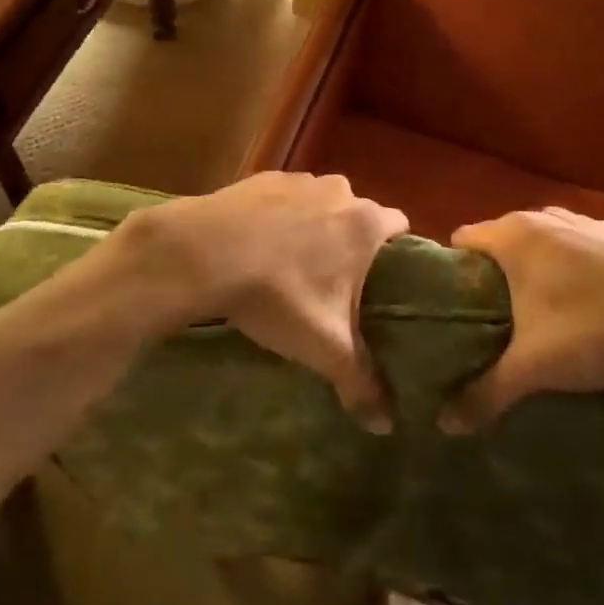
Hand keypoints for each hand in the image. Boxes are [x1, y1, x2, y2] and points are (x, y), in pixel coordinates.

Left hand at [111, 172, 408, 427]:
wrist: (204, 253)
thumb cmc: (279, 295)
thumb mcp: (325, 347)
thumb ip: (361, 383)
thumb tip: (386, 425)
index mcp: (365, 223)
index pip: (399, 227)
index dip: (397, 253)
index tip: (385, 281)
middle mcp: (338, 191)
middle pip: (357, 215)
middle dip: (351, 244)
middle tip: (336, 284)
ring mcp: (297, 180)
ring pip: (319, 204)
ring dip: (313, 228)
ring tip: (293, 266)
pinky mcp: (261, 178)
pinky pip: (282, 199)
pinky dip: (278, 218)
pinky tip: (258, 247)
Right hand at [441, 207, 603, 430]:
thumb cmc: (596, 330)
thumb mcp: (536, 368)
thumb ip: (486, 392)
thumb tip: (444, 425)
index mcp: (514, 236)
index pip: (462, 239)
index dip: (455, 270)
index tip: (459, 305)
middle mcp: (544, 217)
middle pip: (501, 239)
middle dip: (495, 274)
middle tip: (495, 319)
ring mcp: (586, 221)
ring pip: (543, 240)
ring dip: (536, 268)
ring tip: (541, 311)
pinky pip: (580, 245)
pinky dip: (574, 265)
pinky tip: (589, 301)